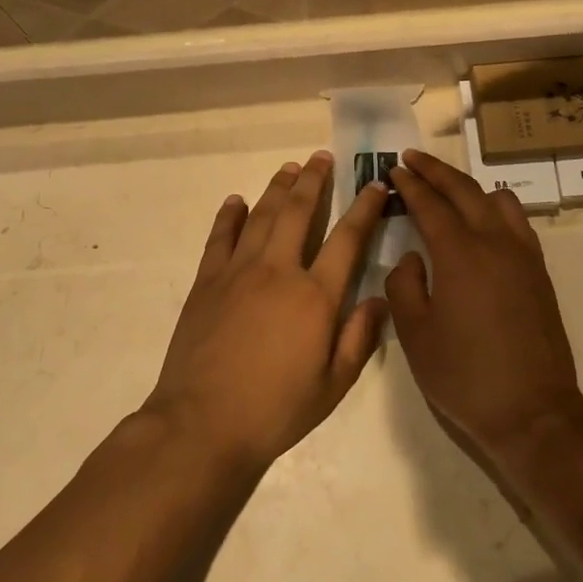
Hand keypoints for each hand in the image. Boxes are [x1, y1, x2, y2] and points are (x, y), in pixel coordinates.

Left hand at [145, 153, 388, 470]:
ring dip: (277, 187)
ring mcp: (238, 271)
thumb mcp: (333, 385)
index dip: (364, 208)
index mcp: (315, 296)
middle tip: (322, 158)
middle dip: (314, 180)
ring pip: (262, 215)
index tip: (374, 185)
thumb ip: (359, 338)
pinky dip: (230, 215)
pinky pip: (220, 237)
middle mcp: (278, 270)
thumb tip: (379, 300)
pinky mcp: (207, 281)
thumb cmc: (275, 410)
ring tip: (289, 167)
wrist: (202, 423)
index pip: (347, 239)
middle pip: (299, 211)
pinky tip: (236, 201)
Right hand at [385, 149, 582, 453]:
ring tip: (447, 191)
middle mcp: (495, 242)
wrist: (533, 412)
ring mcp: (523, 254)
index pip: (430, 204)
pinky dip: (494, 208)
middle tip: (412, 158)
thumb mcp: (415, 335)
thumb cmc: (464, 375)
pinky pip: (517, 221)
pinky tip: (482, 223)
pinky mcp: (539, 271)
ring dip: (468, 187)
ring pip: (497, 199)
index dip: (409, 184)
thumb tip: (412, 258)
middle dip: (435, 170)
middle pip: (464, 190)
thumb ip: (404, 285)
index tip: (393, 169)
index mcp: (459, 254)